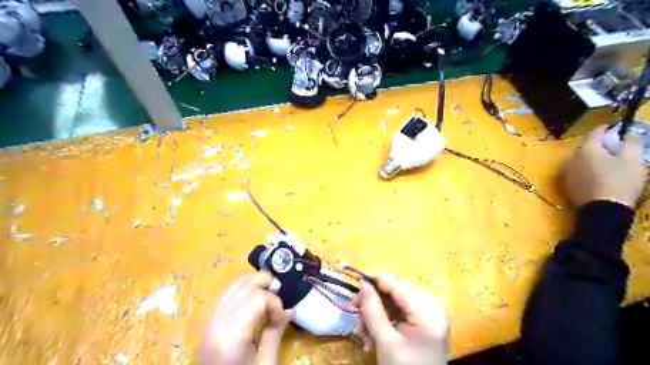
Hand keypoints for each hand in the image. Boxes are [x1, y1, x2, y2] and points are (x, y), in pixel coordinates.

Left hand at [197, 273, 290, 363]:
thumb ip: (276, 332)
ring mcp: (210, 319)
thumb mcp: (265, 364)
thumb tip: (290, 309)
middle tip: (279, 298)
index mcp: (231, 334)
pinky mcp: (209, 321)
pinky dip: (244, 291)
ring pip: (234, 284)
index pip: (258, 297)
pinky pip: (228, 293)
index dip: (275, 302)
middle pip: (245, 284)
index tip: (281, 318)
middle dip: (266, 284)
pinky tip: (254, 303)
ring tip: (268, 298)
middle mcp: (217, 320)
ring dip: (255, 285)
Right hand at [353, 274, 450, 364]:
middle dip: (374, 301)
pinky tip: (373, 334)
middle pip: (396, 292)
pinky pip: (401, 311)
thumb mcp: (385, 341)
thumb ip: (373, 309)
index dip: (376, 279)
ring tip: (362, 330)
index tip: (356, 278)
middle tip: (354, 307)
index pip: (398, 285)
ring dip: (376, 313)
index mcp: (429, 312)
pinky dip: (385, 319)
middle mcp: (434, 307)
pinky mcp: (425, 320)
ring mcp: (431, 313)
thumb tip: (363, 282)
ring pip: (396, 301)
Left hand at [561, 127, 646, 208]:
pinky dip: (586, 169)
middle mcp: (571, 158)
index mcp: (586, 149)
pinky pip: (577, 171)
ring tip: (608, 162)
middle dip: (600, 144)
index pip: (595, 132)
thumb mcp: (633, 160)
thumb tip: (630, 131)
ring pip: (580, 159)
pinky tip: (597, 175)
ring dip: (592, 157)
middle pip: (586, 146)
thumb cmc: (620, 181)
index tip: (617, 128)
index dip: (607, 128)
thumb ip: (631, 142)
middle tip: (615, 146)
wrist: (602, 209)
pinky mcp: (566, 184)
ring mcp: (566, 172)